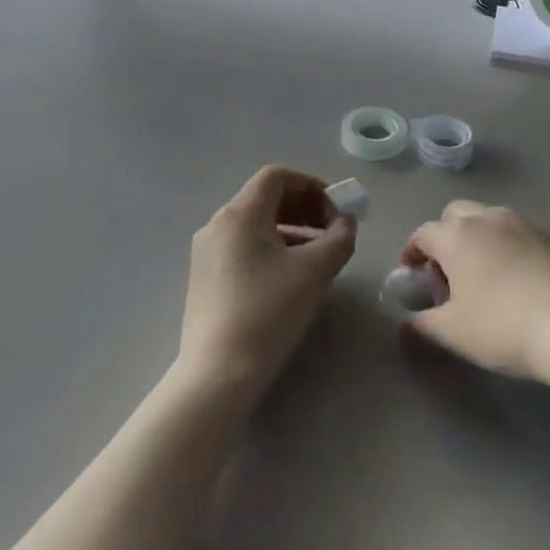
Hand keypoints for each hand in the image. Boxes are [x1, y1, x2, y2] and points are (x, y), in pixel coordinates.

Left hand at [181, 166, 355, 402]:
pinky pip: (243, 246)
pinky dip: (271, 247)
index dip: (311, 184)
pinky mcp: (204, 277)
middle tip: (332, 230)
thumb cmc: (269, 312)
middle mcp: (217, 224)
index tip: (335, 208)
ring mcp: (206, 252)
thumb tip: (345, 222)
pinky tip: (290, 275)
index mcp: (240, 214)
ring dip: (291, 229)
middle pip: (265, 197)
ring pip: (255, 224)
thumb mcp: (315, 271)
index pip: (277, 176)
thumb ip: (339, 237)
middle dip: (304, 207)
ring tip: (317, 255)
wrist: (218, 373)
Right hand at [399, 201, 549, 383]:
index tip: (411, 272)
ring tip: (487, 275)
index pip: (424, 233)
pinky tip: (524, 282)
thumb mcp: (452, 333)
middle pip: (457, 214)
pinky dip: (515, 250)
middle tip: (448, 271)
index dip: (412, 251)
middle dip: (447, 235)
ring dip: (482, 239)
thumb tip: (406, 321)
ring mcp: (529, 225)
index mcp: (458, 235)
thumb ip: (422, 323)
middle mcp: (491, 219)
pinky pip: (526, 237)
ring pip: (494, 221)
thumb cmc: (502, 327)